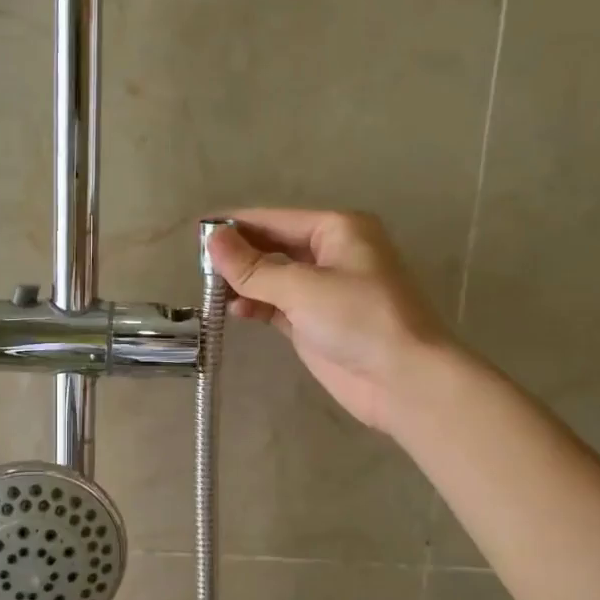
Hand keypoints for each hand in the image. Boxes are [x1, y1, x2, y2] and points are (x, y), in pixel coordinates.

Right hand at [208, 208, 454, 434]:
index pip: (275, 219)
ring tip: (210, 292)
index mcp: (337, 230)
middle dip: (239, 255)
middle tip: (199, 267)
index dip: (237, 225)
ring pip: (273, 277)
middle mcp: (331, 253)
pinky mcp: (315, 322)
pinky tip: (233, 311)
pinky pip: (277, 305)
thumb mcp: (301, 288)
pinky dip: (256, 306)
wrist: (403, 380)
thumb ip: (253, 267)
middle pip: (273, 245)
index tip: (196, 232)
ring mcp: (324, 290)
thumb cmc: (358, 320)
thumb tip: (212, 239)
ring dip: (244, 283)